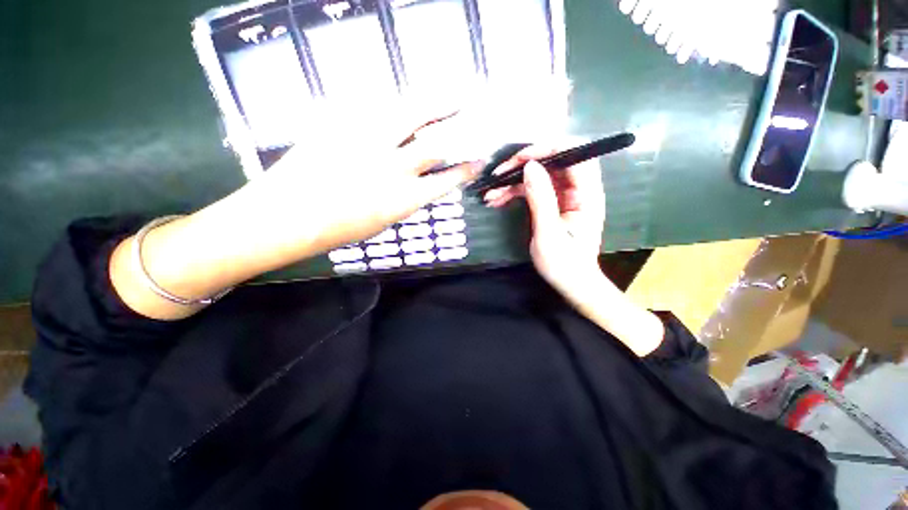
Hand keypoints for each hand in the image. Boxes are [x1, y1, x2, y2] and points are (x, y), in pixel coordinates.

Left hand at [110, 115, 480, 320]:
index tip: (479, 160)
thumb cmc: (339, 228)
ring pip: (411, 115)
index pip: (447, 181)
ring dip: (436, 103)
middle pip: (436, 143)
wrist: (289, 215)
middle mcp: (394, 169)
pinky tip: (404, 101)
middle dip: (460, 129)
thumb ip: (406, 198)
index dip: (466, 169)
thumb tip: (421, 180)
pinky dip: (396, 103)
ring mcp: (368, 142)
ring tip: (452, 94)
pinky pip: (376, 105)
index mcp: (404, 200)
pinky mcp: (343, 123)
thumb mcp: (383, 219)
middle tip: (474, 115)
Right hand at [484, 145, 605, 298]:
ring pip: (539, 176)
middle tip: (498, 175)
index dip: (548, 149)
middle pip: (553, 162)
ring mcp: (565, 196)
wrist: (571, 283)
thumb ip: (541, 198)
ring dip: (514, 181)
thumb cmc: (564, 263)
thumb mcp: (549, 233)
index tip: (520, 159)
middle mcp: (579, 190)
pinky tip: (497, 200)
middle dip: (523, 165)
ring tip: (491, 193)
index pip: (575, 155)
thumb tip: (530, 166)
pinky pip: (534, 190)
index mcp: (587, 195)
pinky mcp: (553, 204)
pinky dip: (515, 192)